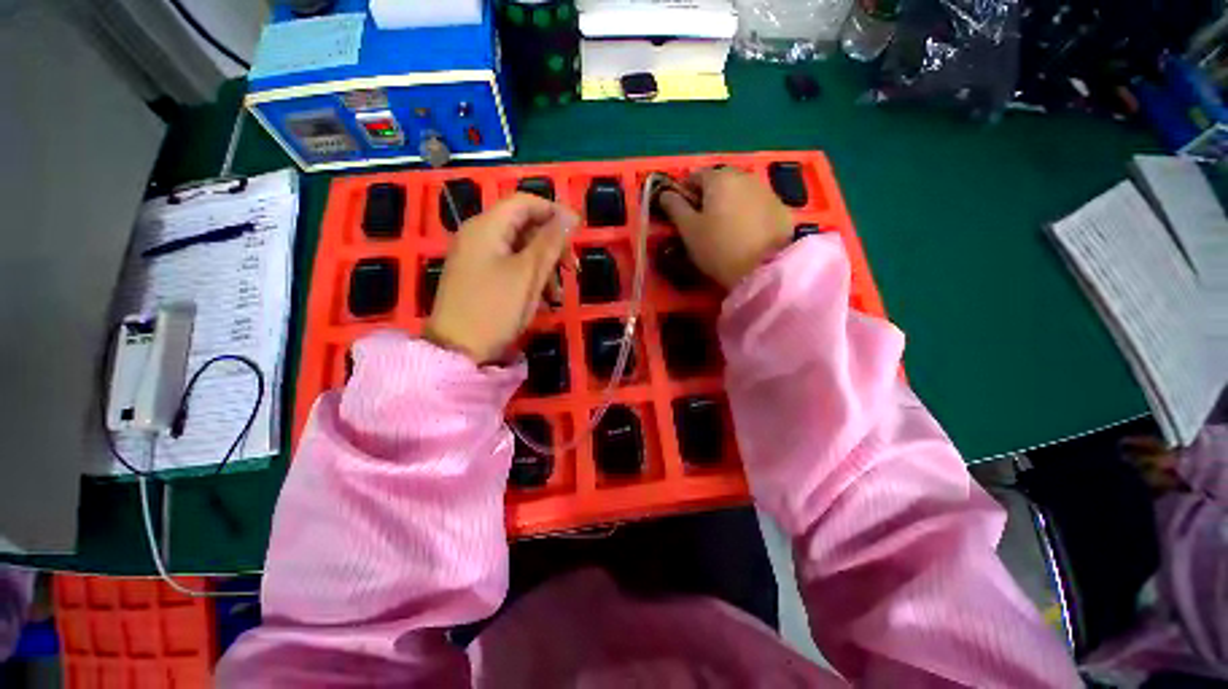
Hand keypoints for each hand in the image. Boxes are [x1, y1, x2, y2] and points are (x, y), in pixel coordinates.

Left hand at [424, 194, 576, 363]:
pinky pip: (509, 267)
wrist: (457, 351)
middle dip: (551, 246)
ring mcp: (476, 258)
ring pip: (520, 250)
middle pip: (523, 226)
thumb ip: (550, 241)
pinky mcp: (478, 277)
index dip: (554, 212)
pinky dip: (529, 278)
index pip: (525, 202)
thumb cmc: (496, 308)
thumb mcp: (529, 274)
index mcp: (487, 227)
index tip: (577, 233)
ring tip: (557, 295)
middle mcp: (478, 235)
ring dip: (543, 267)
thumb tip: (570, 215)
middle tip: (571, 269)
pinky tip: (542, 300)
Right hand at [659, 168, 793, 288]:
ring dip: (728, 204)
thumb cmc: (718, 248)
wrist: (765, 268)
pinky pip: (756, 205)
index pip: (694, 176)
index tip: (680, 212)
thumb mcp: (689, 230)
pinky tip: (744, 233)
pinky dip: (746, 213)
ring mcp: (766, 190)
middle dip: (707, 197)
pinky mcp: (780, 207)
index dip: (684, 192)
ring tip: (723, 229)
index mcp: (718, 178)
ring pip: (739, 192)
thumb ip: (675, 208)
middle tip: (701, 223)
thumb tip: (665, 193)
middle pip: (719, 182)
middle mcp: (744, 176)